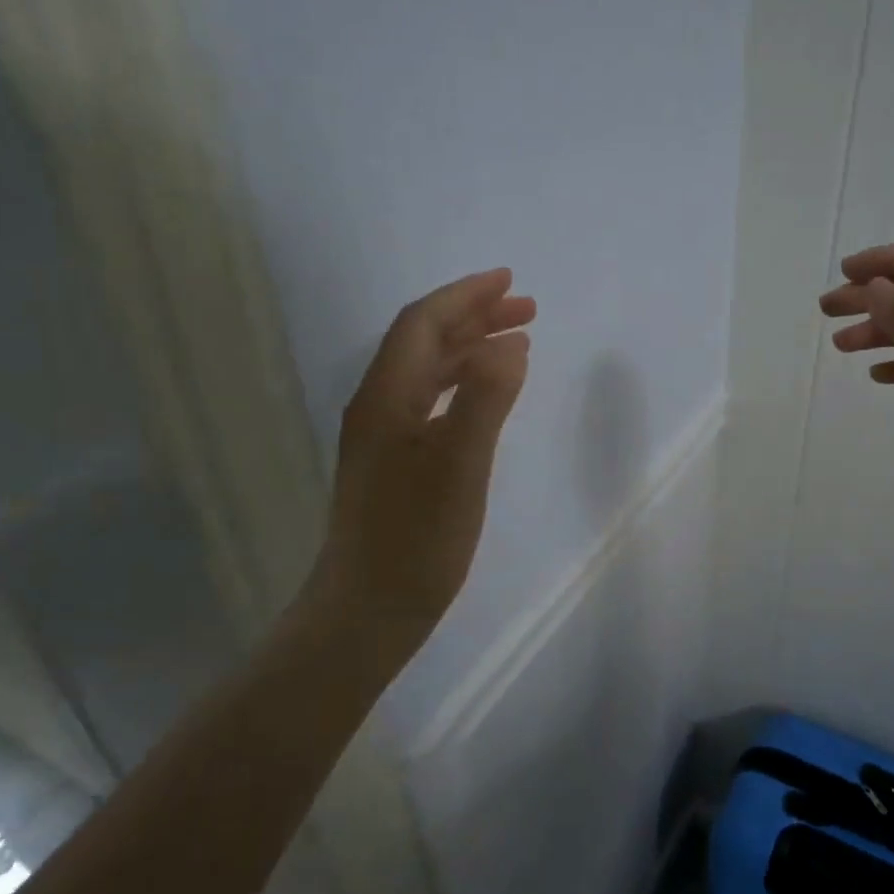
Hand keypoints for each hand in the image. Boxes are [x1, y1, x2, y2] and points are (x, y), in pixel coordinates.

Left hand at [303, 269, 534, 658]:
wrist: (368, 611)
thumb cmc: (415, 539)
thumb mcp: (459, 466)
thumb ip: (486, 399)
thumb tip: (511, 342)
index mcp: (387, 397)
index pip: (423, 325)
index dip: (465, 297)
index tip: (509, 282)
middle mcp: (379, 406)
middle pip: (424, 342)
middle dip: (474, 316)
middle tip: (526, 308)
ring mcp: (384, 436)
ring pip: (429, 372)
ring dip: (472, 348)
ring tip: (517, 341)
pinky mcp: (396, 463)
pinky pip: (433, 401)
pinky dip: (465, 384)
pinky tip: (487, 395)